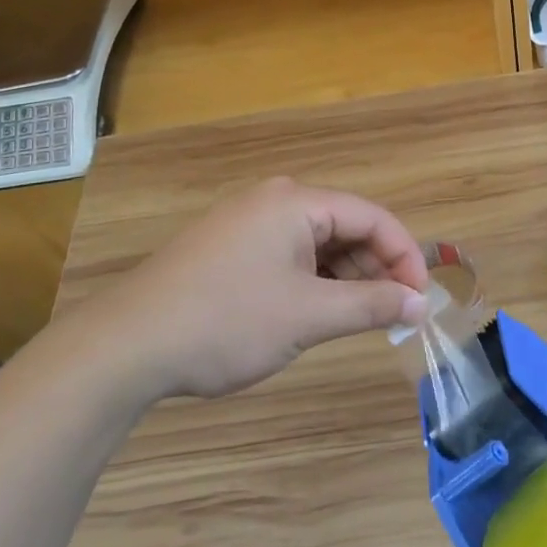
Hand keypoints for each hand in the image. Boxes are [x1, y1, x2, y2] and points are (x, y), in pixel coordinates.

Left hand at [78, 177, 428, 400]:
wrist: (126, 345)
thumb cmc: (227, 321)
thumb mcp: (308, 315)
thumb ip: (371, 306)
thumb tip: (420, 304)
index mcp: (295, 201)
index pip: (371, 216)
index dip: (404, 255)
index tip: (420, 298)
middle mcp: (273, 201)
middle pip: (344, 226)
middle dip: (376, 268)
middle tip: (394, 314)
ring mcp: (246, 223)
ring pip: (316, 244)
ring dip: (345, 278)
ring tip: (359, 319)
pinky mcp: (228, 249)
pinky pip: (288, 256)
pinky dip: (312, 282)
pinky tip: (316, 314)